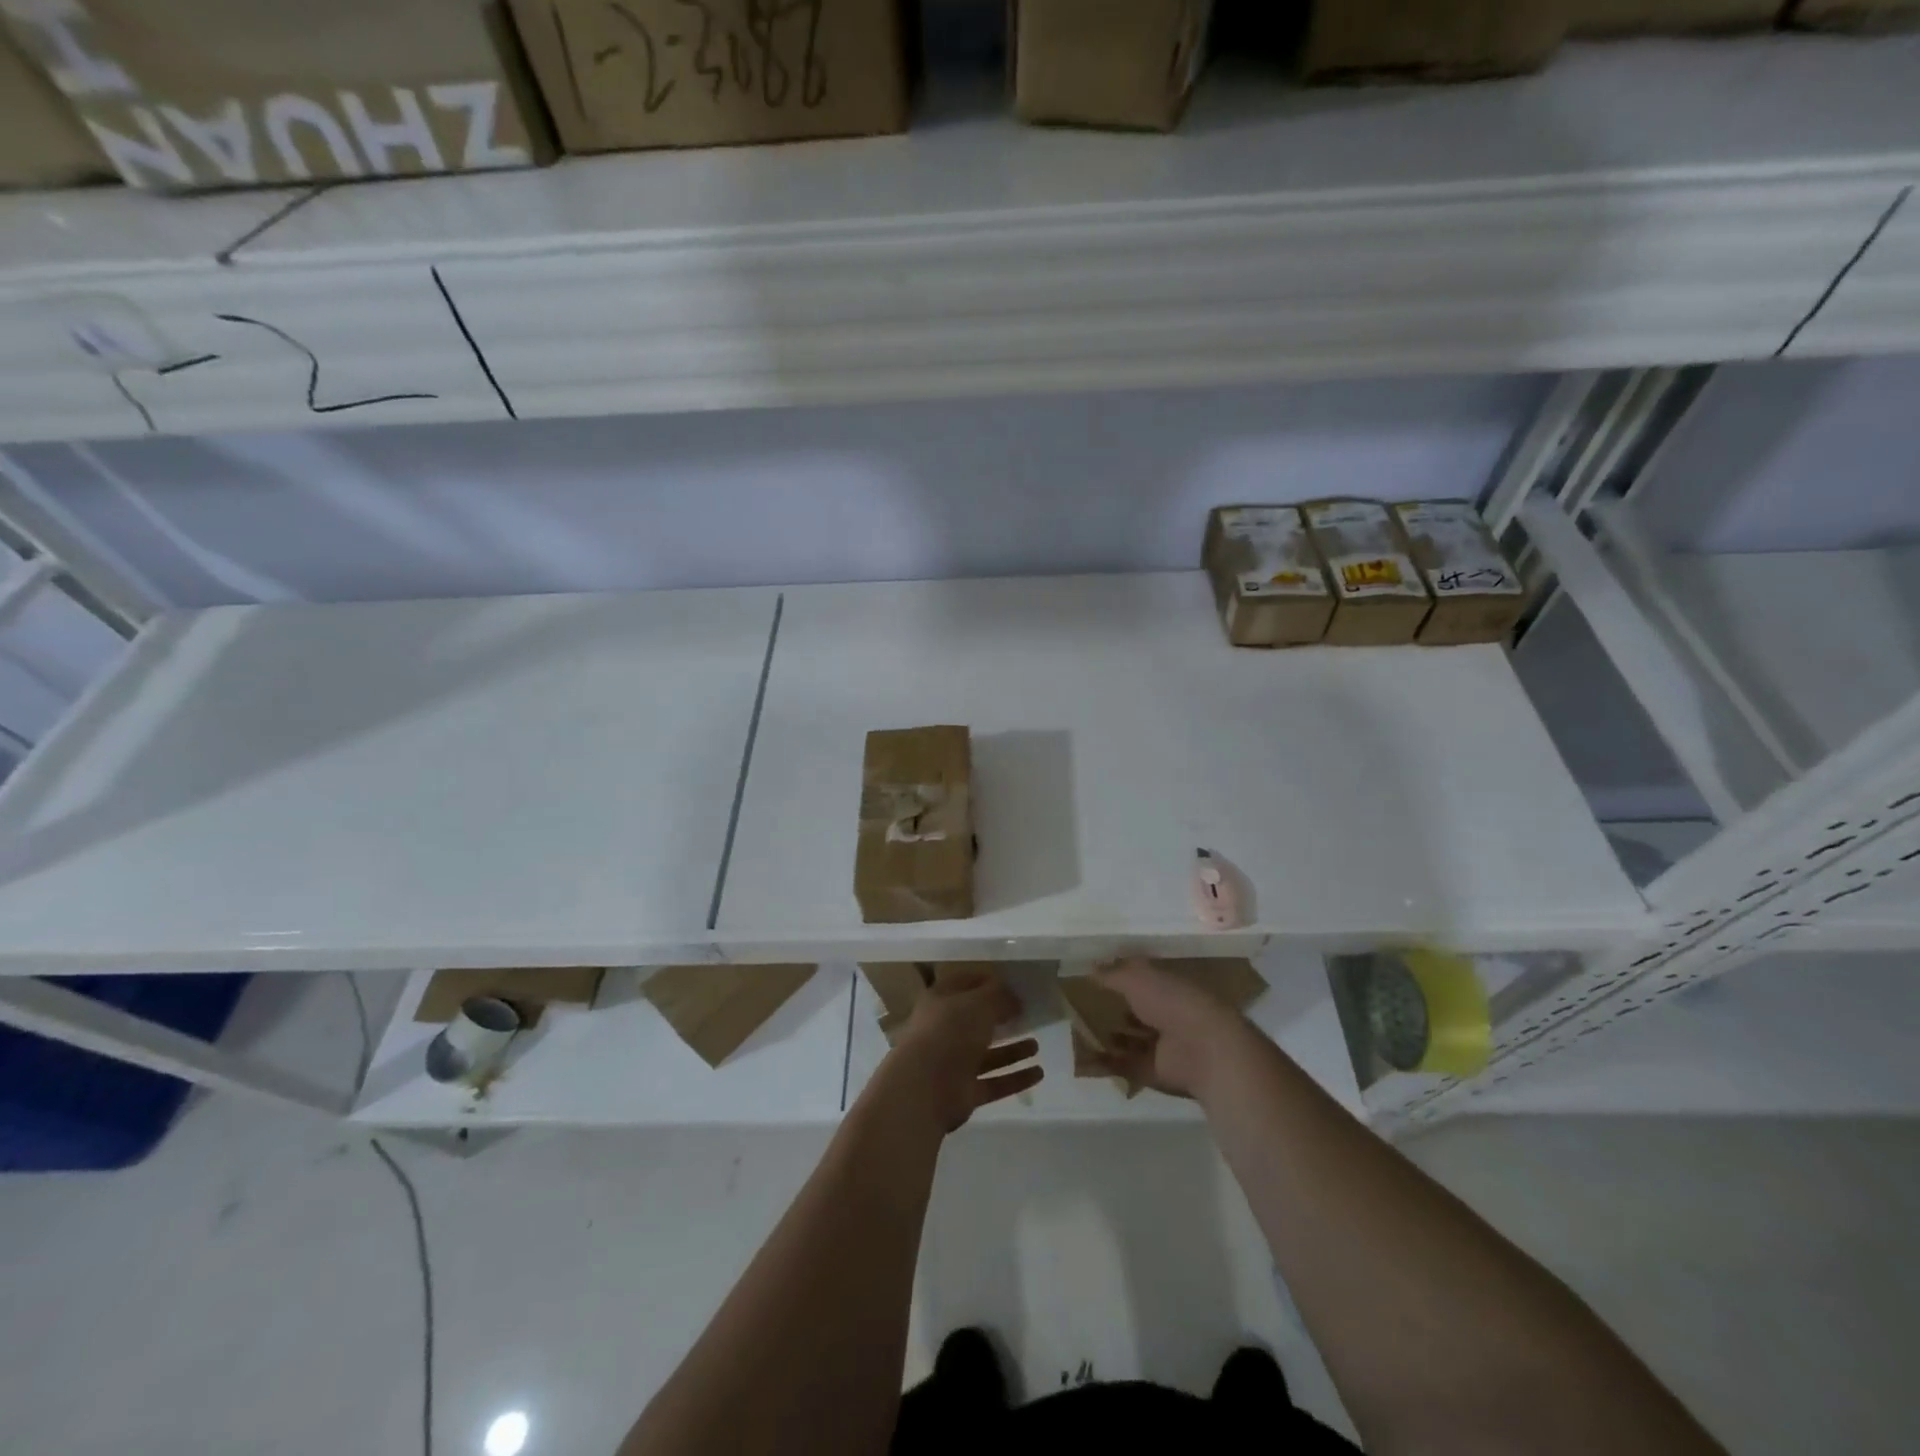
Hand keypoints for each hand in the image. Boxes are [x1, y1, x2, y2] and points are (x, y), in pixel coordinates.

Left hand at [875, 968, 1042, 1132]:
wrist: (925, 1087)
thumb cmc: (950, 1032)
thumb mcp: (978, 1003)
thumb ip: (999, 996)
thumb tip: (1014, 998)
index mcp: (940, 1002)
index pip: (964, 984)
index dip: (987, 982)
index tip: (1013, 984)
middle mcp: (945, 1031)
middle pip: (976, 1021)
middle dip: (1000, 1018)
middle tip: (1027, 1014)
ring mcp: (954, 1063)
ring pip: (987, 1054)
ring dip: (1012, 1050)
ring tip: (1036, 1045)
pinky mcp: (964, 1092)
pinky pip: (994, 1082)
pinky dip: (1015, 1078)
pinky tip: (1038, 1073)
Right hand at [1085, 958, 1259, 1101]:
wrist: (1203, 1049)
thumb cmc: (1171, 1002)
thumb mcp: (1136, 978)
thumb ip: (1112, 974)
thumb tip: (1090, 968)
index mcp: (1167, 986)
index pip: (1141, 979)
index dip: (1120, 977)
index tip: (1094, 977)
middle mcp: (1166, 1013)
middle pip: (1136, 1010)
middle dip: (1113, 1009)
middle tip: (1082, 1007)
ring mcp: (1162, 1044)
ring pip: (1131, 1039)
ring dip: (1109, 1037)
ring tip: (1079, 1032)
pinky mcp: (1154, 1071)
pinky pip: (1124, 1065)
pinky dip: (1104, 1063)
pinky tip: (1081, 1059)